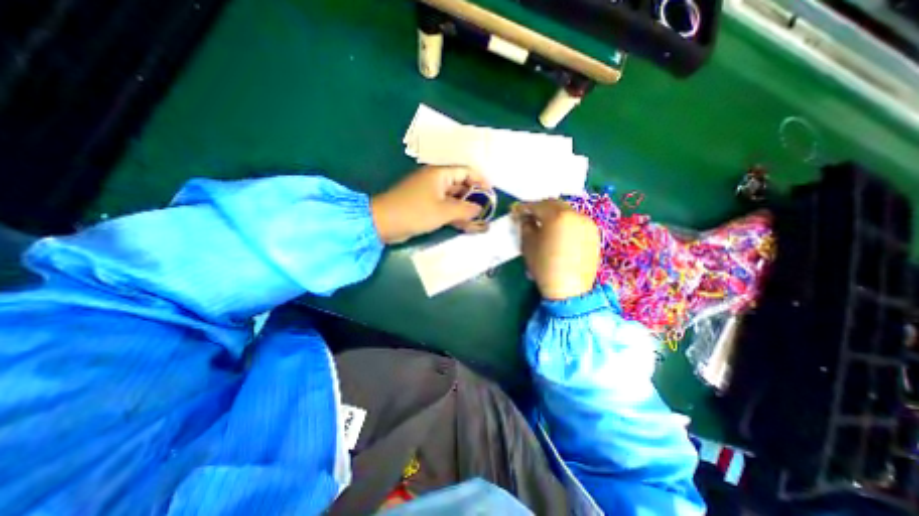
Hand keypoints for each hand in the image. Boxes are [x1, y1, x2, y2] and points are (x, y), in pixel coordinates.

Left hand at [371, 164, 491, 244]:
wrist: (384, 223)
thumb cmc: (415, 212)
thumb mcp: (443, 211)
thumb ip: (464, 210)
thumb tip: (479, 209)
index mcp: (440, 174)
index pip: (466, 171)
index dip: (481, 180)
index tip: (491, 193)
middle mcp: (436, 180)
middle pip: (461, 185)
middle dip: (474, 198)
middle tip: (486, 211)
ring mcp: (430, 194)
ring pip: (453, 199)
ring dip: (465, 209)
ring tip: (478, 221)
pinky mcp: (425, 206)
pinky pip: (444, 207)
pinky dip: (454, 215)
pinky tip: (464, 225)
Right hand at [509, 199, 604, 299]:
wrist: (569, 289)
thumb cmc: (544, 266)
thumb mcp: (529, 245)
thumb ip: (526, 226)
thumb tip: (526, 218)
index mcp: (557, 216)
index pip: (537, 205)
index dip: (524, 207)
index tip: (516, 211)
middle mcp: (575, 215)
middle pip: (554, 204)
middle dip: (540, 207)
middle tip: (529, 215)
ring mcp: (587, 224)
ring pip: (567, 211)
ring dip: (553, 213)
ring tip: (544, 223)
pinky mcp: (594, 234)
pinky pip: (576, 221)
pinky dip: (565, 222)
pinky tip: (558, 232)